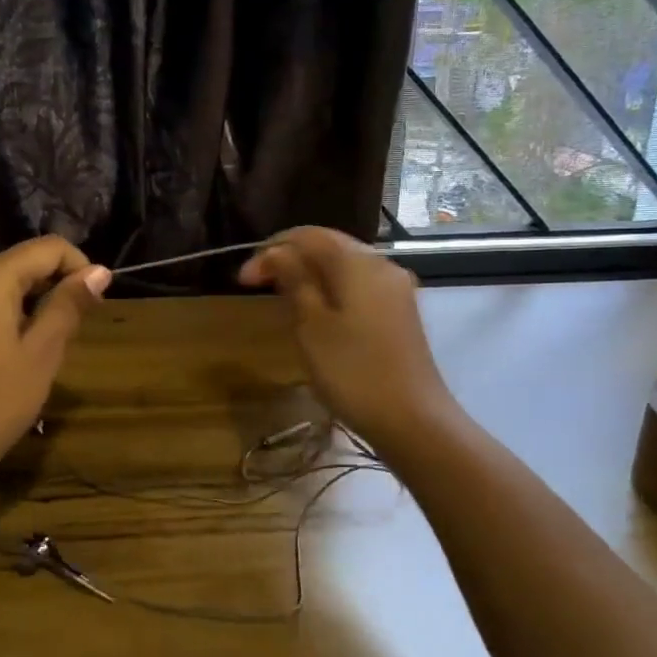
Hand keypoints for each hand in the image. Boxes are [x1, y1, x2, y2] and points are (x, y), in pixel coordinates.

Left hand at [0, 236, 111, 493]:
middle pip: (18, 264)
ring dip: (27, 304)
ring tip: (41, 348)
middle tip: (72, 330)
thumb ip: (68, 306)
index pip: (47, 248)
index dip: (79, 266)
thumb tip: (98, 271)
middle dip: (52, 286)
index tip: (95, 302)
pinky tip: (4, 359)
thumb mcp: (42, 354)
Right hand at [238, 227, 457, 454]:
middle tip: (257, 284)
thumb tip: (277, 253)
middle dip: (290, 258)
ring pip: (344, 266)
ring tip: (281, 297)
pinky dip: (331, 289)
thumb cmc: (353, 372)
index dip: (270, 250)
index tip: (243, 279)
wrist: (413, 420)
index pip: (307, 236)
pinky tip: (316, 312)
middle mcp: (382, 265)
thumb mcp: (311, 325)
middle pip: (329, 246)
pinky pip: (358, 286)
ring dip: (309, 274)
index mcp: (358, 262)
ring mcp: (396, 289)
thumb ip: (294, 280)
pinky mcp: (400, 312)